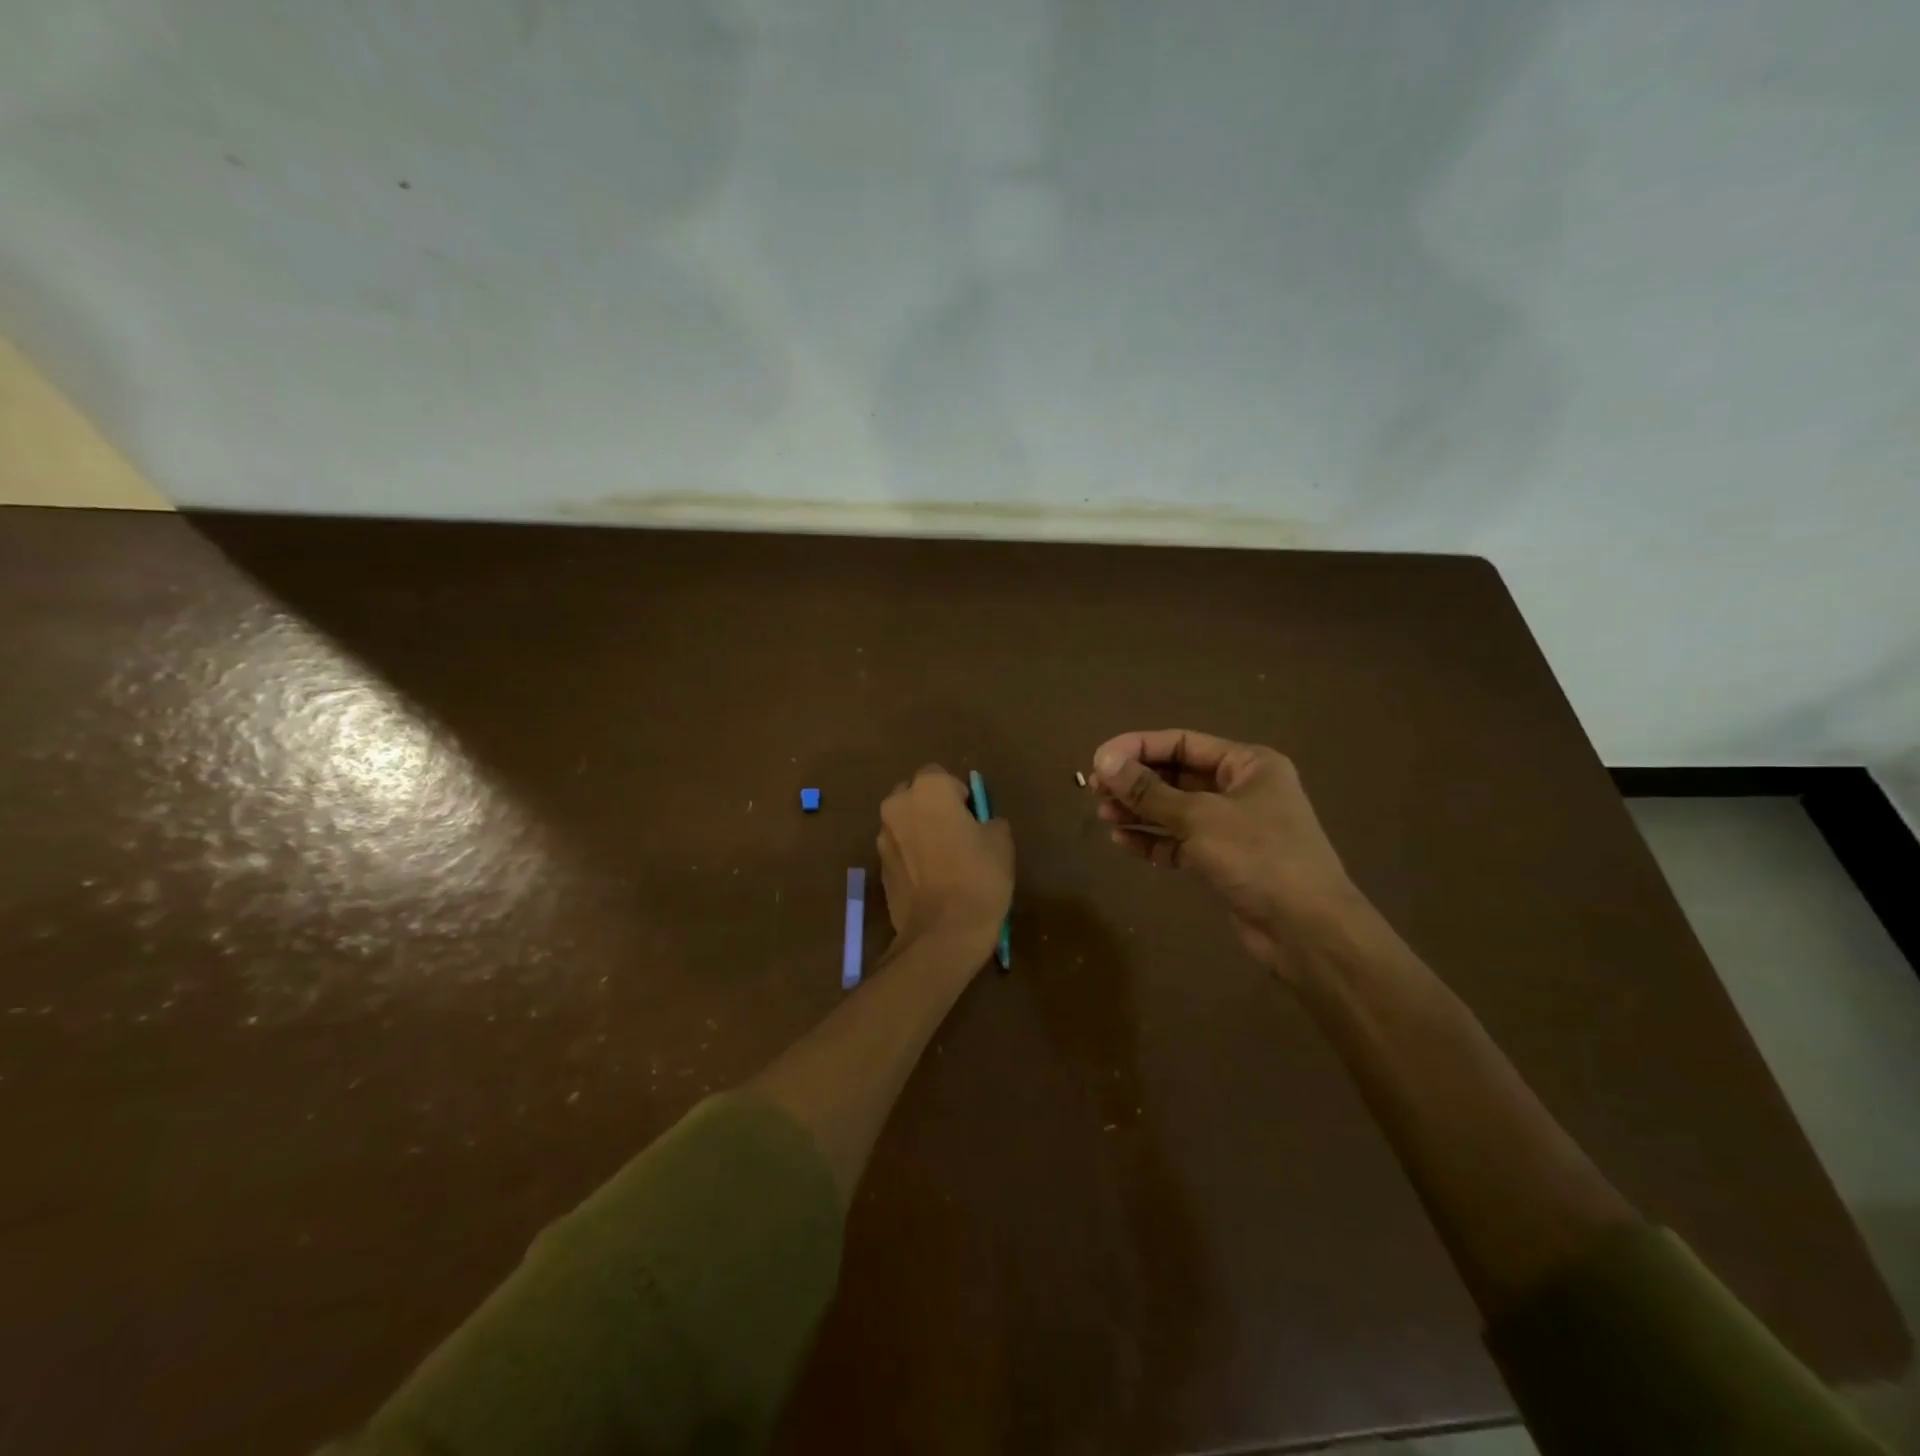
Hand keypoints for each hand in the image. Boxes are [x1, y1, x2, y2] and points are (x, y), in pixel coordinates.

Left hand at [877, 766, 1013, 959]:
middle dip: (932, 808)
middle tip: (957, 834)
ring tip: (944, 860)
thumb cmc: (978, 876)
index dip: (958, 795)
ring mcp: (883, 837)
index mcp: (927, 789)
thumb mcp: (1001, 841)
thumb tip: (981, 825)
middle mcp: (897, 805)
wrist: (943, 932)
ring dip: (919, 832)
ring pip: (904, 823)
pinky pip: (898, 851)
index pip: (941, 776)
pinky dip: (911, 857)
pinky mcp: (878, 867)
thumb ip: (988, 821)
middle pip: (914, 796)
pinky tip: (931, 880)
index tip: (973, 818)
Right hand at [1091, 730, 1368, 976]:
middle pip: (1176, 775)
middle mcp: (1241, 790)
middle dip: (1135, 782)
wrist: (1308, 931)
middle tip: (1094, 790)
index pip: (1182, 742)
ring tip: (1102, 814)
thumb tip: (1104, 762)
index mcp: (1248, 765)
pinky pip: (1179, 842)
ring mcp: (1232, 828)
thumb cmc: (1259, 857)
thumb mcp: (1199, 817)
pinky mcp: (1223, 861)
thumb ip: (1149, 790)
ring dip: (1138, 810)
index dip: (1138, 748)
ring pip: (1174, 810)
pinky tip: (1122, 840)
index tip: (1098, 761)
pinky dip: (1152, 839)